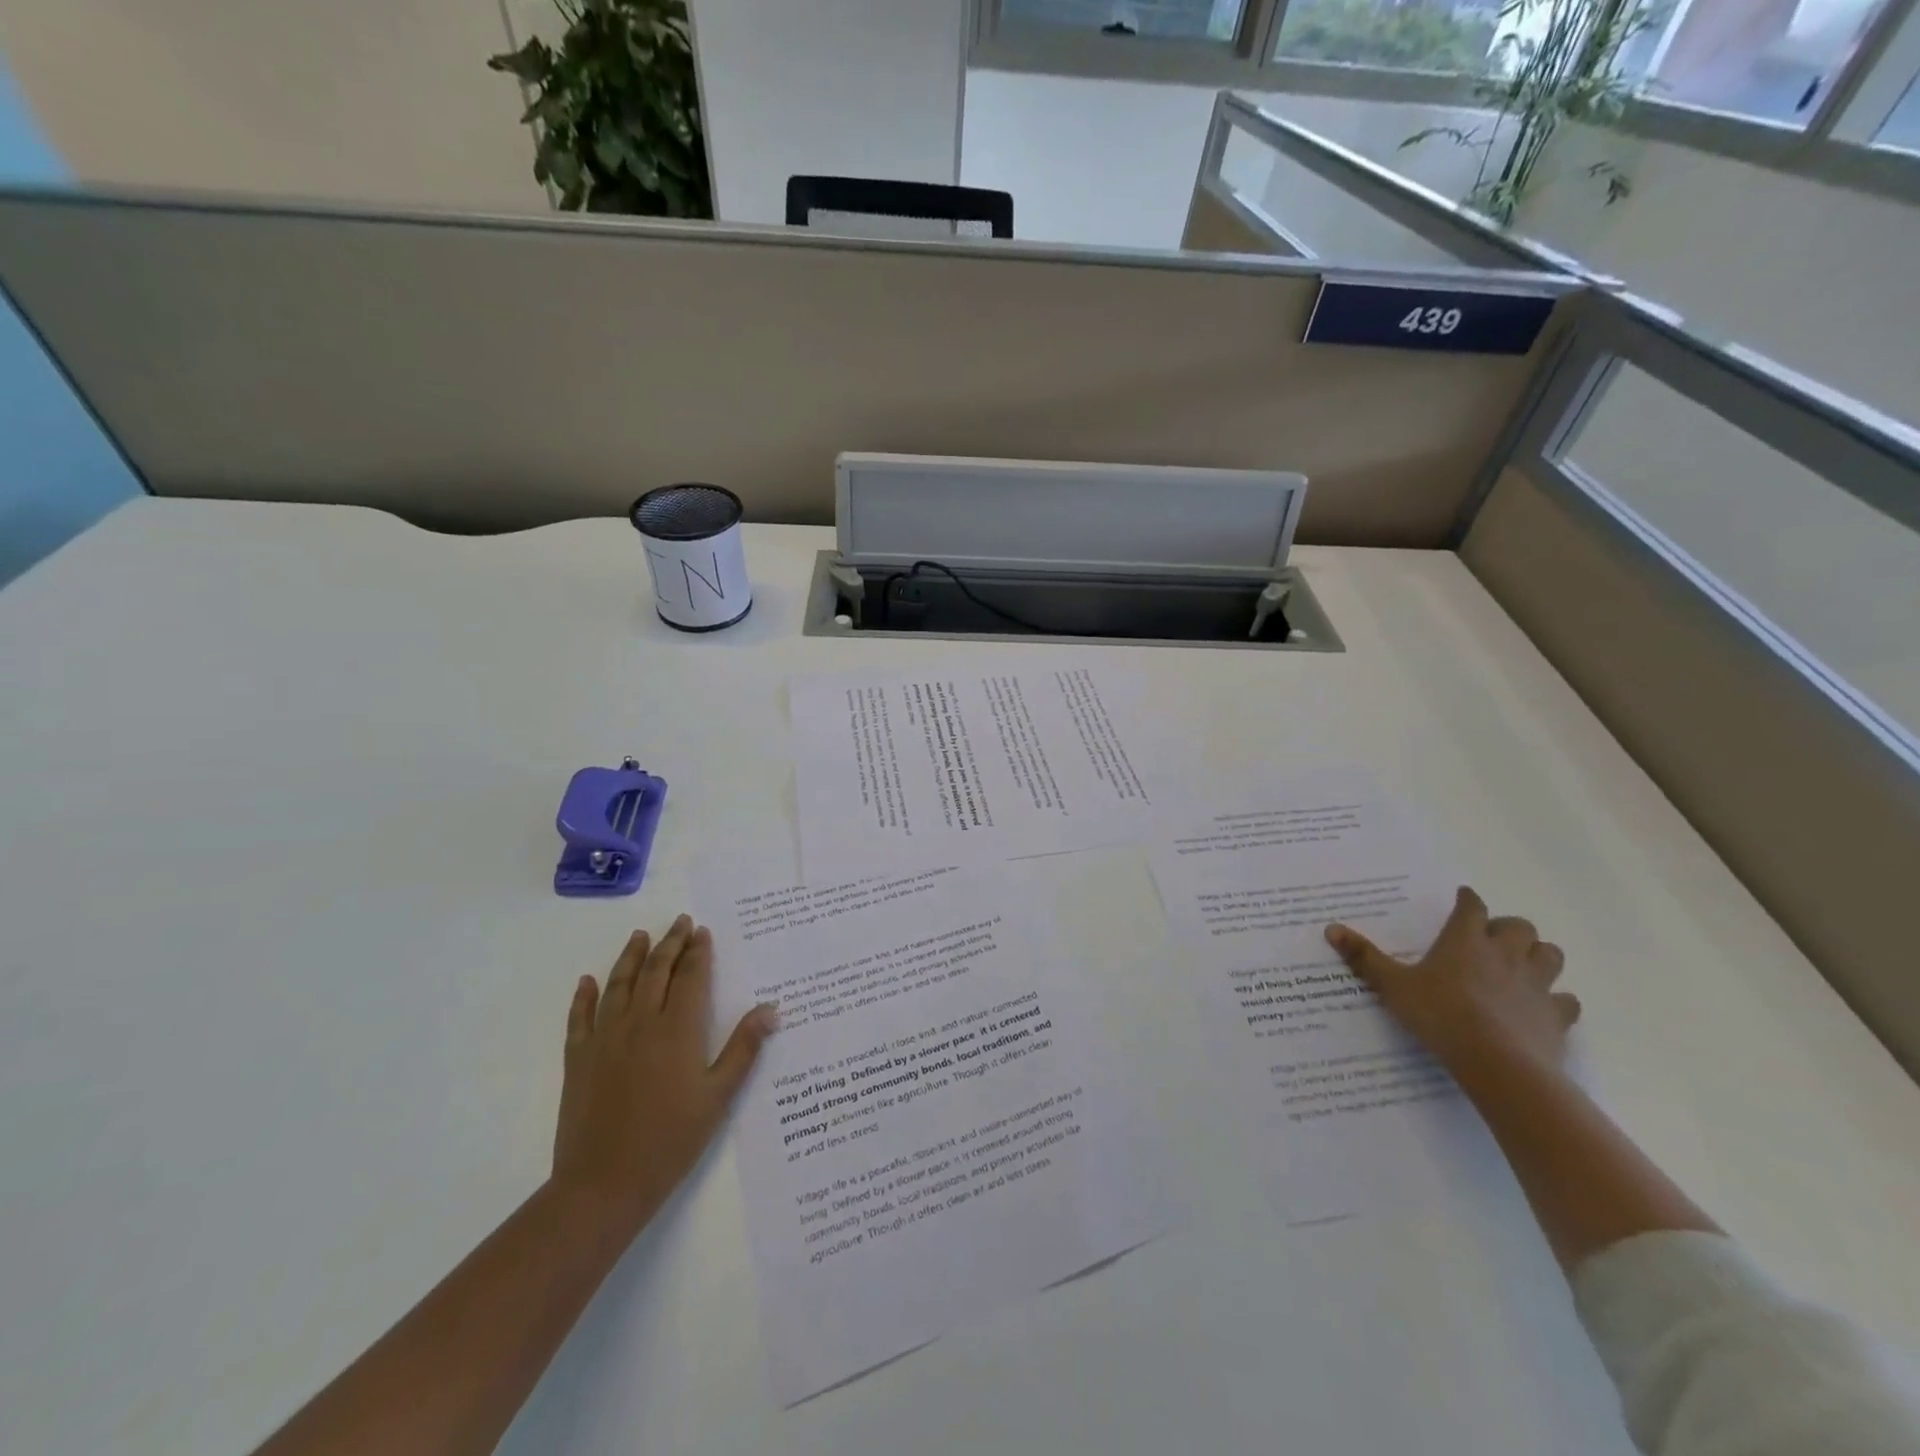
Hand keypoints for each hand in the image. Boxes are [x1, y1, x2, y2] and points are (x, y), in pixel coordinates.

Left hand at [550, 914, 777, 1243]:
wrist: (603, 1184)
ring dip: (631, 957)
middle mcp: (641, 1022)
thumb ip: (743, 1048)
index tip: (703, 931)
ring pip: (619, 984)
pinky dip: (584, 995)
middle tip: (681, 921)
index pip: (691, 977)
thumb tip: (770, 1009)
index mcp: (678, 1029)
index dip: (698, 951)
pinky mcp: (579, 1058)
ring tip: (641, 936)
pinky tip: (588, 981)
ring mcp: (605, 1038)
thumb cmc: (670, 1140)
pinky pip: (580, 1017)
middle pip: (657, 971)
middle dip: (671, 943)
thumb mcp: (718, 1097)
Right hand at [1325, 886, 1578, 1075]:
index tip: (1463, 898)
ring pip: (1550, 955)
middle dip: (1508, 928)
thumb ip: (1364, 957)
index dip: (1468, 900)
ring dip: (1538, 956)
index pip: (1472, 906)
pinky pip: (1566, 1001)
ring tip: (1521, 967)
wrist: (1497, 1063)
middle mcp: (1505, 954)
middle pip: (1520, 926)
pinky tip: (1542, 1009)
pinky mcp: (1556, 1017)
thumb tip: (1331, 928)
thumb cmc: (1440, 1015)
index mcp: (1465, 941)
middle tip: (1491, 939)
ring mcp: (1536, 985)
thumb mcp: (1392, 986)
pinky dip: (1557, 1001)